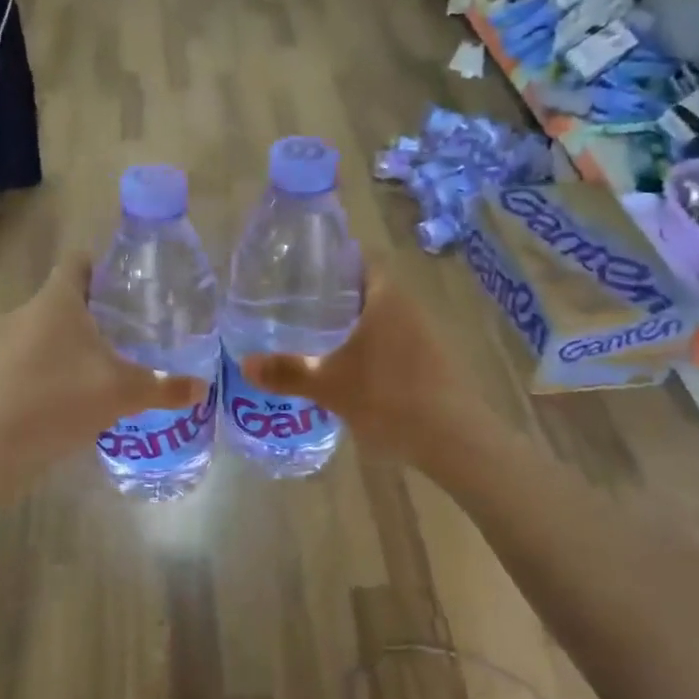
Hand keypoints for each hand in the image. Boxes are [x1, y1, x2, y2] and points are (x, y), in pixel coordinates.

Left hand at [0, 254, 209, 484]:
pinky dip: (61, 361)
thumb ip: (166, 387)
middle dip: (101, 307)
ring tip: (115, 357)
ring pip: (53, 326)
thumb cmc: (60, 400)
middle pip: (68, 294)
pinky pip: (39, 352)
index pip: (80, 261)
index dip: (107, 266)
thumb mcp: (123, 392)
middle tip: (136, 324)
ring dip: (80, 337)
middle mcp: (30, 311)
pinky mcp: (3, 370)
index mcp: (57, 299)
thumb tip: (203, 387)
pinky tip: (84, 387)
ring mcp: (11, 341)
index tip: (134, 286)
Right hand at [240, 273, 490, 472]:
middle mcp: (410, 308)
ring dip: (359, 325)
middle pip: (372, 288)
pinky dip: (375, 349)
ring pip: (385, 318)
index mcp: (386, 298)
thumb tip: (245, 364)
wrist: (453, 439)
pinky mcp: (435, 362)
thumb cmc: (387, 397)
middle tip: (303, 307)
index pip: (362, 259)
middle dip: (340, 296)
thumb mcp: (329, 386)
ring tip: (322, 338)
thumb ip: (288, 372)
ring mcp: (426, 336)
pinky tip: (355, 371)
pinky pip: (397, 343)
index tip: (306, 272)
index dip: (336, 261)